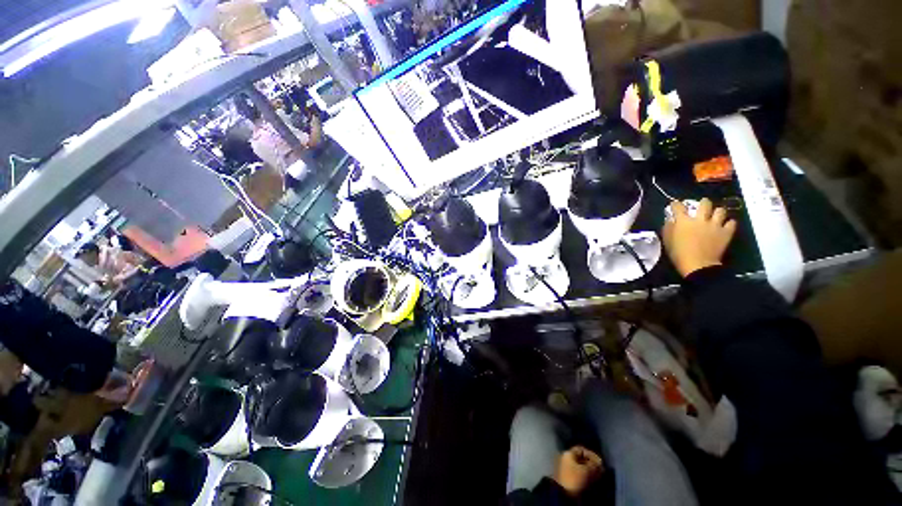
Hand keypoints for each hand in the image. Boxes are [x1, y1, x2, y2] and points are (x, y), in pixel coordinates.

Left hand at [553, 446, 603, 496]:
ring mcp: (566, 468)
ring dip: (589, 470)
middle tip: (600, 470)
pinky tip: (592, 481)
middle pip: (581, 458)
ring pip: (580, 466)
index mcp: (568, 453)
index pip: (581, 449)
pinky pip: (578, 473)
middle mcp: (566, 458)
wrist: (564, 493)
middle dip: (591, 464)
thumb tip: (600, 463)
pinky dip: (586, 476)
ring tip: (598, 476)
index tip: (600, 462)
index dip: (592, 455)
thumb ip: (595, 465)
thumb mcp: (587, 471)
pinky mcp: (568, 477)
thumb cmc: (575, 478)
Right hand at [662, 198, 736, 277]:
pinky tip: (725, 225)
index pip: (678, 207)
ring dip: (717, 212)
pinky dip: (729, 223)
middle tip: (702, 206)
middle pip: (705, 203)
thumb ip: (668, 228)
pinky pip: (732, 222)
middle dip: (703, 203)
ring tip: (715, 215)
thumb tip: (670, 221)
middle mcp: (700, 219)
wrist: (698, 265)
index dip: (676, 204)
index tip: (675, 205)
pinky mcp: (726, 232)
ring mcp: (715, 225)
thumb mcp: (667, 241)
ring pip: (720, 210)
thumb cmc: (679, 254)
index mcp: (683, 221)